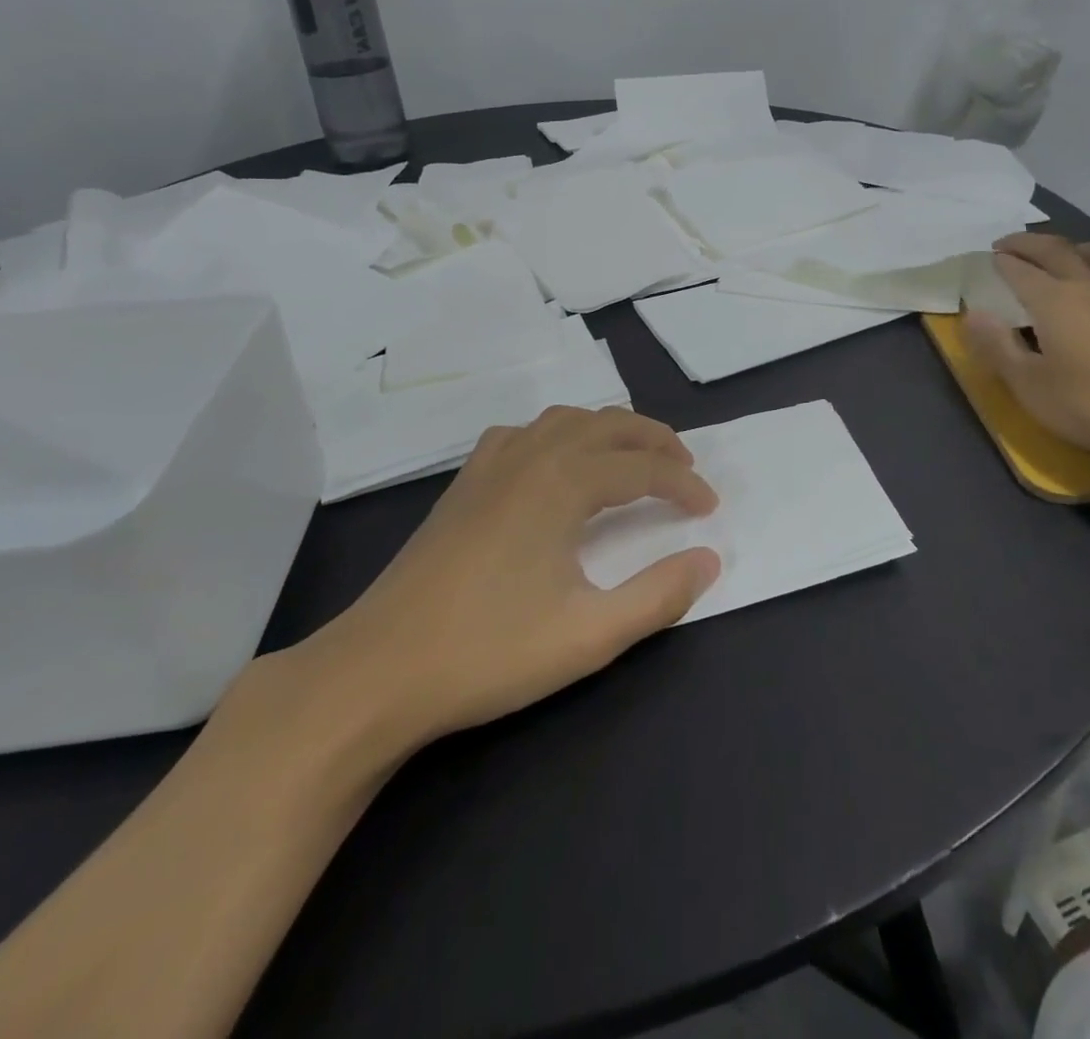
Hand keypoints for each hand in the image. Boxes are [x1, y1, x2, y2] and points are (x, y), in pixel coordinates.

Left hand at [278, 407, 721, 774]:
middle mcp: (530, 457)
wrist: (379, 669)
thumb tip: (709, 560)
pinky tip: (554, 462)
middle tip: (685, 468)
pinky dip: (556, 434)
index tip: (710, 509)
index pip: (643, 469)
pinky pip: (522, 434)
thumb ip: (659, 595)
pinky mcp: (463, 484)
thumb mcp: (590, 635)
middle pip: (608, 426)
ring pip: (564, 420)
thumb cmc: (490, 651)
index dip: (683, 485)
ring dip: (608, 430)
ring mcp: (490, 466)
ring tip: (632, 458)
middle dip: (654, 441)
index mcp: (563, 483)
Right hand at [963, 234, 1089, 476]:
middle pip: (1058, 250)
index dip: (999, 261)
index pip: (1019, 268)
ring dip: (1081, 248)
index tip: (983, 259)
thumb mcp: (1029, 386)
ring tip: (1069, 255)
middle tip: (1008, 245)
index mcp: (1054, 299)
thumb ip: (996, 347)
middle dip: (1029, 243)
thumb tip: (973, 314)